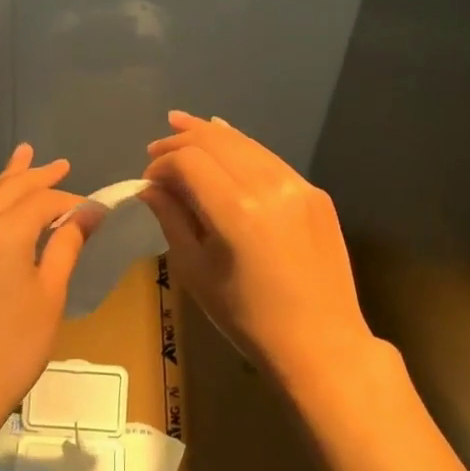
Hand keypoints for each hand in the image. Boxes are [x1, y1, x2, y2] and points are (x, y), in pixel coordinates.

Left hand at [0, 144, 86, 445]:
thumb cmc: (16, 343)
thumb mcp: (51, 292)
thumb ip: (67, 244)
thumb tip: (89, 213)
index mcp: (2, 230)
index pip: (42, 200)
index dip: (70, 201)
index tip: (93, 209)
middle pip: (9, 188)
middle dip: (37, 174)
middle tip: (61, 163)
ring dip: (10, 181)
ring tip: (24, 157)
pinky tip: (1, 207)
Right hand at [141, 111, 379, 397]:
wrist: (321, 343)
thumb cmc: (247, 317)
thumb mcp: (196, 271)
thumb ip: (171, 219)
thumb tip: (151, 187)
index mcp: (236, 211)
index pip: (188, 160)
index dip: (162, 162)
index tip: (148, 179)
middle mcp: (269, 186)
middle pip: (216, 140)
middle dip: (181, 139)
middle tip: (156, 147)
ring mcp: (298, 185)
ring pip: (245, 143)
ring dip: (210, 134)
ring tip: (182, 126)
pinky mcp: (315, 193)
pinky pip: (269, 159)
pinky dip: (242, 148)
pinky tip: (226, 142)